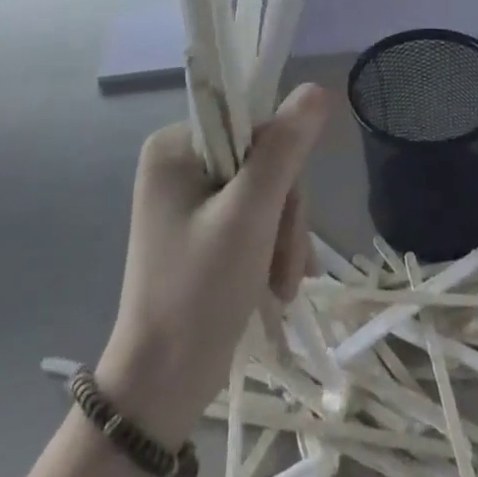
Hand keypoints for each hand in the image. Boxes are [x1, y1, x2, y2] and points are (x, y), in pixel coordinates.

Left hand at [95, 82, 331, 446]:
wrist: (161, 388)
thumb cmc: (198, 294)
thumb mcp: (250, 216)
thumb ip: (284, 149)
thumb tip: (316, 88)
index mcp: (175, 145)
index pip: (252, 123)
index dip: (282, 163)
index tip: (287, 215)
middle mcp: (180, 162)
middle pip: (262, 160)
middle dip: (284, 214)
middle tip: (288, 267)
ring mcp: (189, 197)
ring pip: (265, 191)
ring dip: (283, 236)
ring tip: (283, 286)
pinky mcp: (202, 228)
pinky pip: (254, 216)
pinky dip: (272, 247)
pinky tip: (279, 284)